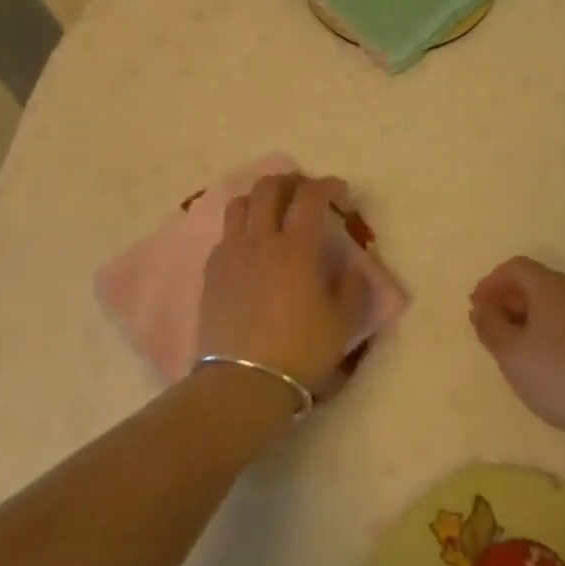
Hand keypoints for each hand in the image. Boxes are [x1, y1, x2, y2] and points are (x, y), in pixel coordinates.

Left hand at [200, 173, 368, 397]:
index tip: (339, 191)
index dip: (327, 185)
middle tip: (306, 193)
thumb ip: (353, 286)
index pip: (310, 196)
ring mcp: (231, 253)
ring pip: (240, 203)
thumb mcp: (343, 322)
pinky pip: (226, 233)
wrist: (242, 384)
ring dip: (260, 198)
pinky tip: (252, 246)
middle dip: (291, 181)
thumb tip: (352, 265)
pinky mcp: (212, 271)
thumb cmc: (300, 351)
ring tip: (274, 212)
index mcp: (296, 247)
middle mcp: (260, 240)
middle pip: (269, 188)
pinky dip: (242, 227)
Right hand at [469, 257, 564, 443]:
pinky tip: (552, 355)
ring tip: (521, 343)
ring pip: (559, 301)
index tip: (477, 306)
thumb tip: (481, 309)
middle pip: (538, 281)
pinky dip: (557, 326)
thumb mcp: (510, 353)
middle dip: (512, 299)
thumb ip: (490, 326)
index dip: (492, 282)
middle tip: (494, 326)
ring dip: (534, 314)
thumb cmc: (556, 374)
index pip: (516, 267)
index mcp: (551, 285)